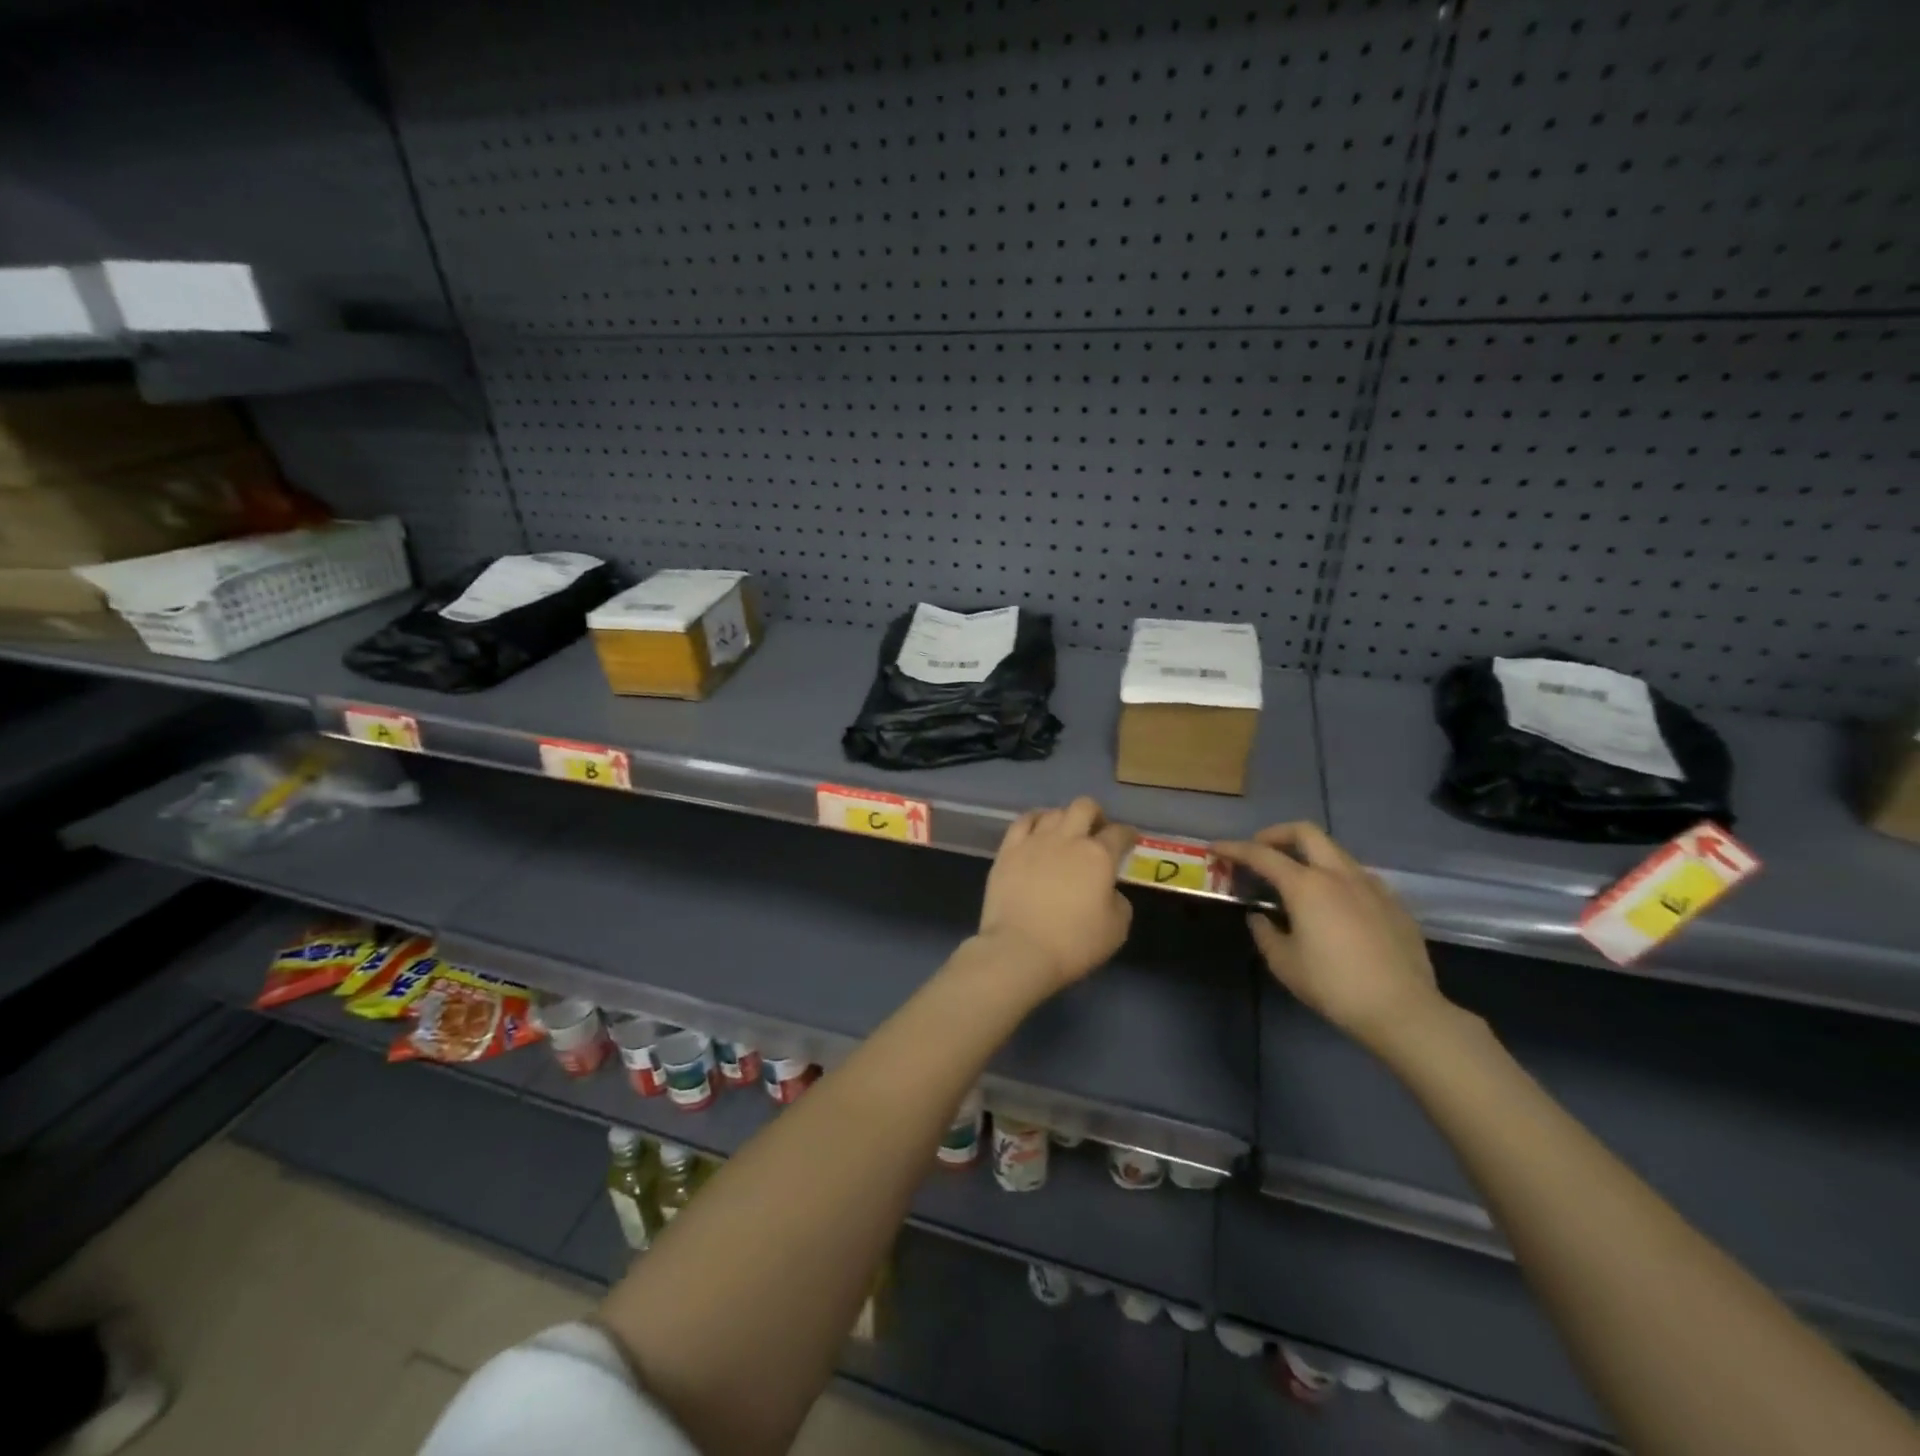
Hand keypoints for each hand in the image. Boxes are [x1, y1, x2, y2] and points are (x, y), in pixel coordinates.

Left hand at [977, 798, 1136, 991]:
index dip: (1128, 834)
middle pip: (1085, 807)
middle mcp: (1068, 838)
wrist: (1020, 949)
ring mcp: (1035, 841)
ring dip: (1065, 818)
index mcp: (1099, 856)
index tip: (1129, 840)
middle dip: (1096, 815)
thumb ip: (1118, 901)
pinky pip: (1023, 821)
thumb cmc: (1074, 943)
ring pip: (1054, 812)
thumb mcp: (1116, 929)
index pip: (1119, 833)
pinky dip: (1035, 820)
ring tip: (1065, 833)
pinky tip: (1037, 828)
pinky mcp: (1008, 850)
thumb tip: (1108, 890)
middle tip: (1097, 831)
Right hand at [1213, 823, 1451, 1057]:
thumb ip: (1265, 932)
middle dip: (1276, 834)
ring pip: (1334, 851)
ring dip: (1308, 854)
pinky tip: (1333, 905)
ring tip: (1295, 879)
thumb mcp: (1284, 963)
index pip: (1261, 854)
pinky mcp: (1393, 903)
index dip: (1234, 848)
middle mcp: (1339, 874)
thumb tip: (1260, 916)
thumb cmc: (1334, 985)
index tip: (1216, 848)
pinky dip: (1335, 877)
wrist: (1403, 1010)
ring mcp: (1371, 885)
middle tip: (1259, 850)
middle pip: (1305, 832)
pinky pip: (1357, 876)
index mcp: (1307, 885)